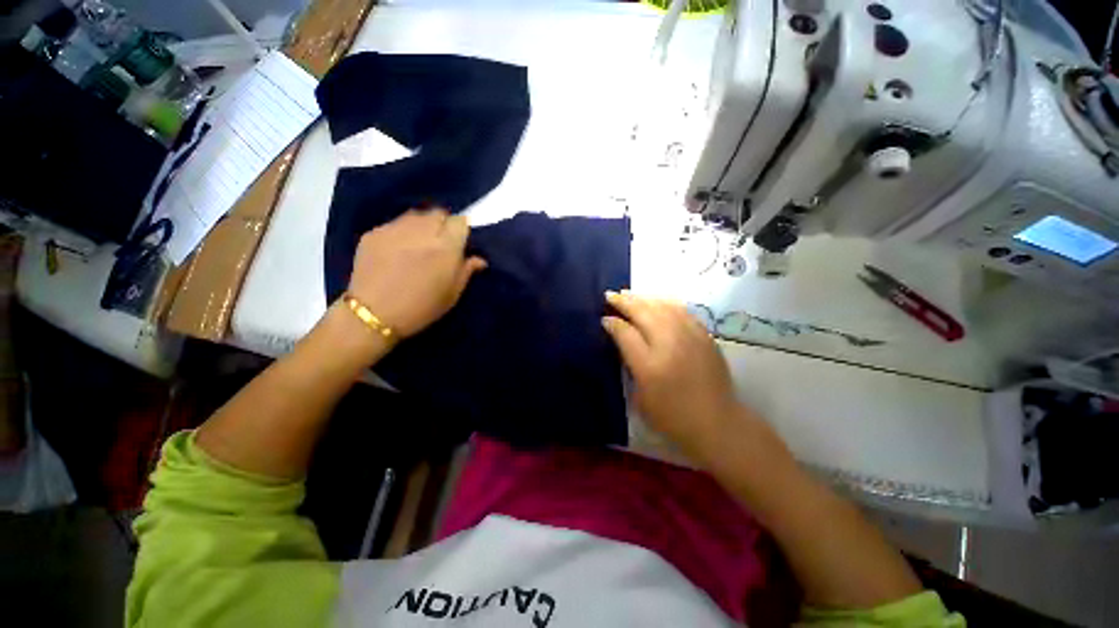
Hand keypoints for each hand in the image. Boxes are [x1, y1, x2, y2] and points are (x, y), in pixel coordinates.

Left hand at [347, 209, 486, 337]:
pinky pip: (395, 224)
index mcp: (446, 247)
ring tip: (418, 243)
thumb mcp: (452, 294)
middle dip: (442, 224)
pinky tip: (397, 250)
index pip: (460, 222)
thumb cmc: (422, 308)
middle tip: (439, 242)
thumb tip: (479, 259)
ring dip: (422, 225)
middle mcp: (422, 231)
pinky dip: (401, 232)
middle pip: (438, 213)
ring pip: (416, 215)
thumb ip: (466, 271)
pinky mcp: (374, 232)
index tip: (459, 243)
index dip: (461, 231)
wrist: (373, 315)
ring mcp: (396, 229)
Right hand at [602, 291, 742, 458]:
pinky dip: (665, 303)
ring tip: (630, 295)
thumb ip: (629, 364)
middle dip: (624, 301)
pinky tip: (657, 302)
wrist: (717, 422)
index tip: (604, 318)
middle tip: (611, 295)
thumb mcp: (640, 397)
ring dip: (643, 298)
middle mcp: (669, 344)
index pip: (625, 333)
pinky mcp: (704, 336)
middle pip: (643, 312)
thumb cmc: (672, 416)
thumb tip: (622, 339)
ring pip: (662, 306)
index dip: (612, 322)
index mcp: (649, 365)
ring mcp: (689, 336)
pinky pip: (681, 310)